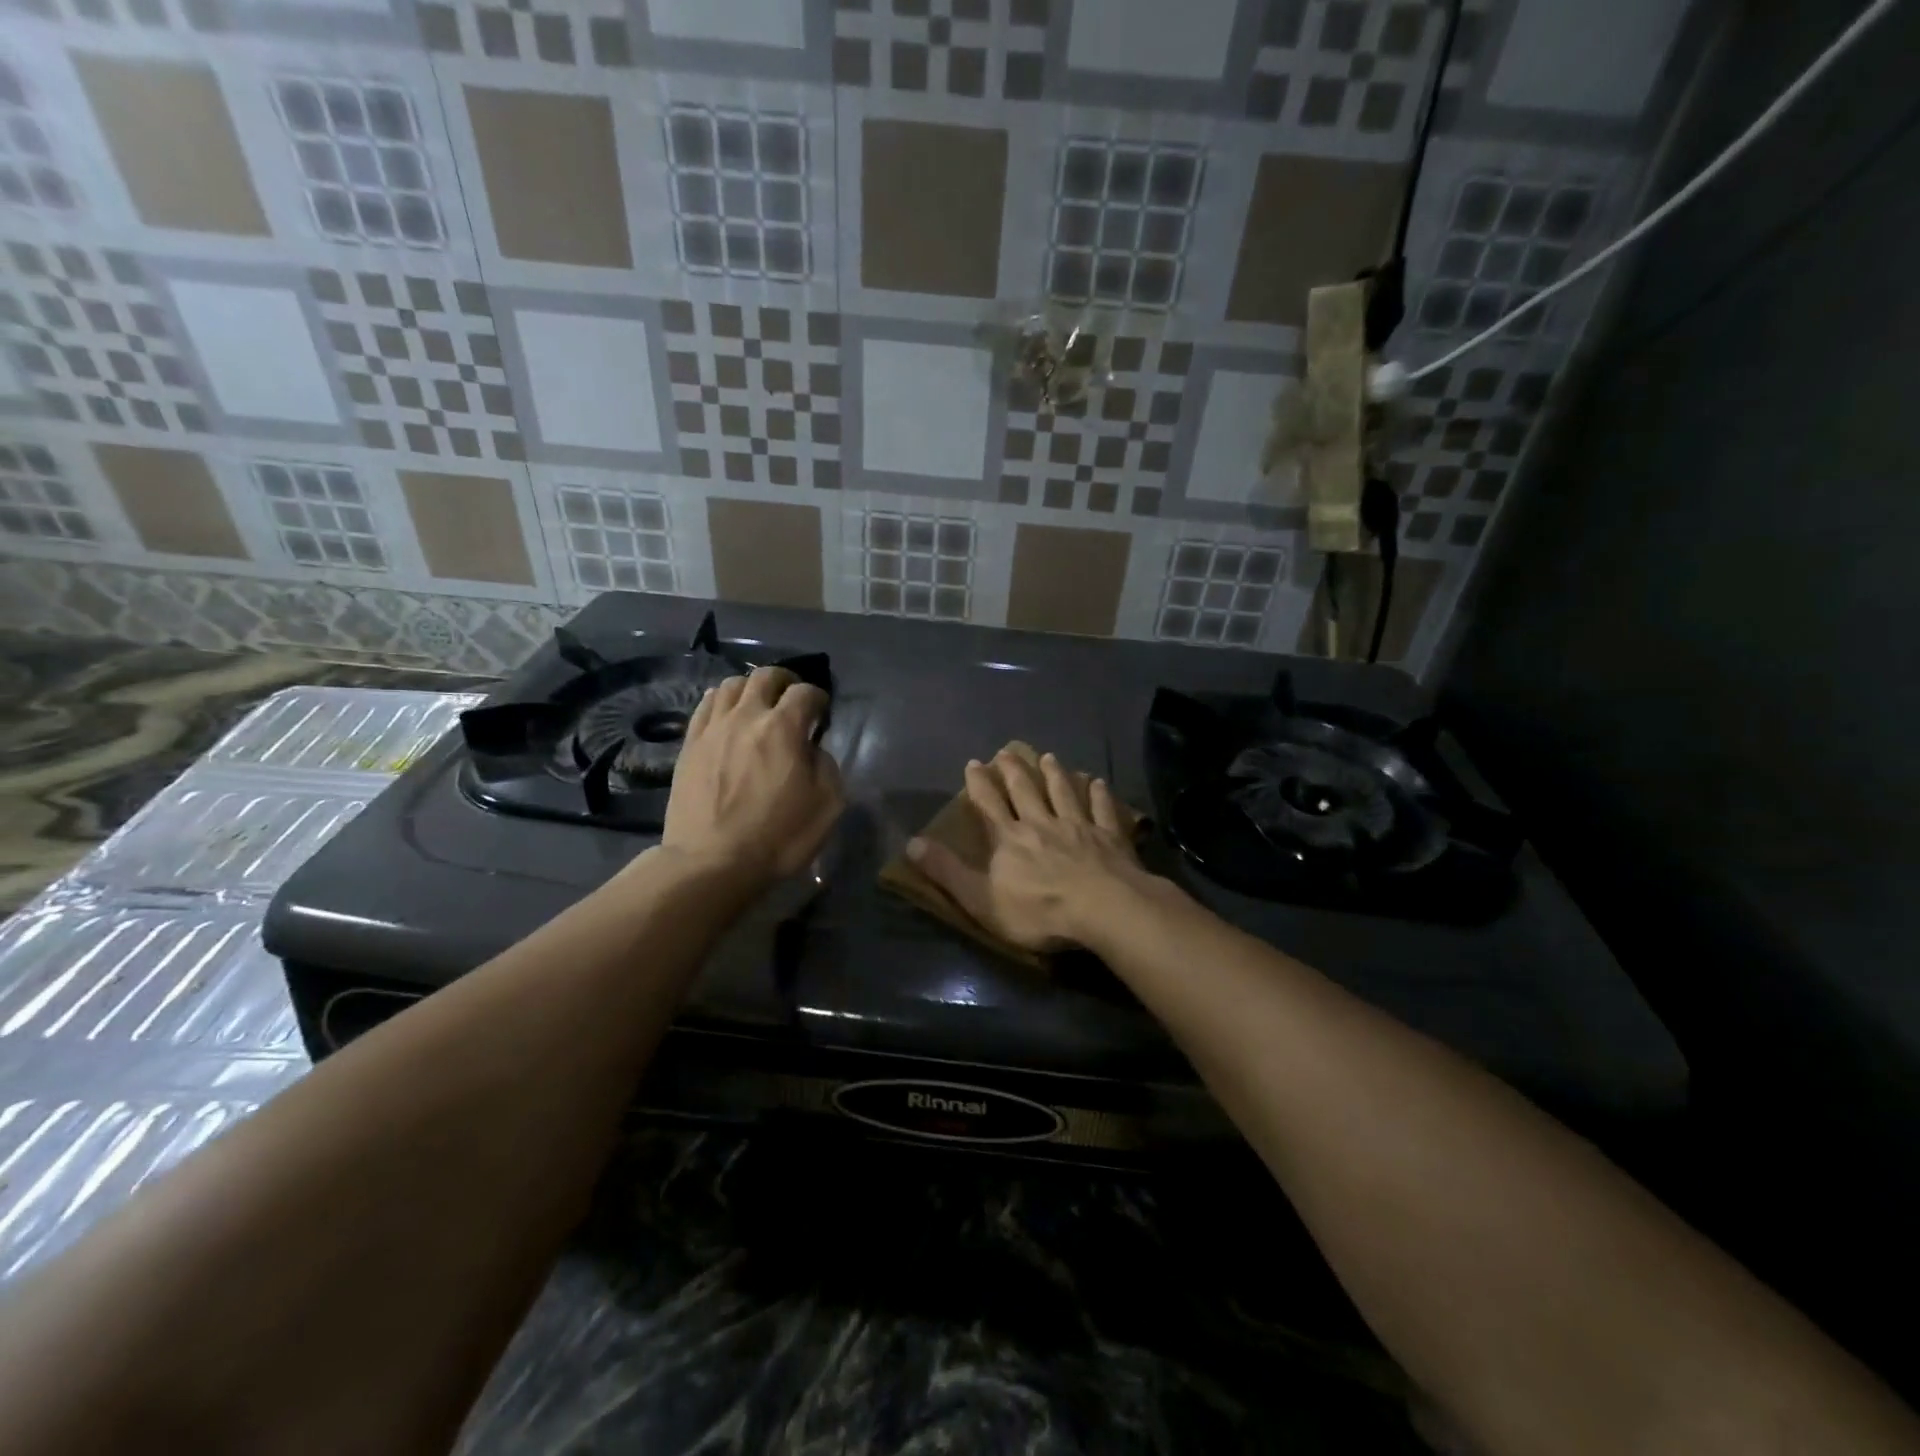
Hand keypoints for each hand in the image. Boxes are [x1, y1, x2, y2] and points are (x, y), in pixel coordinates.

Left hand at [661, 665, 843, 885]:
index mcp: (783, 728)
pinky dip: (722, 702)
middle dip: (785, 681)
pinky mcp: (689, 745)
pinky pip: (705, 706)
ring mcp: (713, 729)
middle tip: (792, 698)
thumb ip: (826, 766)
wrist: (712, 862)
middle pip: (765, 676)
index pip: (805, 692)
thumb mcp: (827, 805)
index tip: (822, 712)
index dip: (819, 697)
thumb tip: (813, 749)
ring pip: (731, 685)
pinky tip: (728, 715)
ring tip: (758, 705)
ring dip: (751, 689)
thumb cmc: (778, 836)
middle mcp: (746, 717)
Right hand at [906, 749, 1154, 951]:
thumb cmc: (1038, 910)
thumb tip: (911, 844)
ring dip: (1054, 774)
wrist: (1102, 908)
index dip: (979, 784)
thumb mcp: (980, 899)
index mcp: (1010, 838)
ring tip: (1049, 757)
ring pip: (1063, 793)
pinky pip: (1103, 809)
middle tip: (1007, 752)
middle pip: (1026, 791)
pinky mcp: (1110, 837)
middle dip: (1014, 771)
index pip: (989, 805)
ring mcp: (1079, 827)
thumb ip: (948, 871)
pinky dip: (1099, 794)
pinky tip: (1097, 782)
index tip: (973, 763)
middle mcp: (1043, 823)